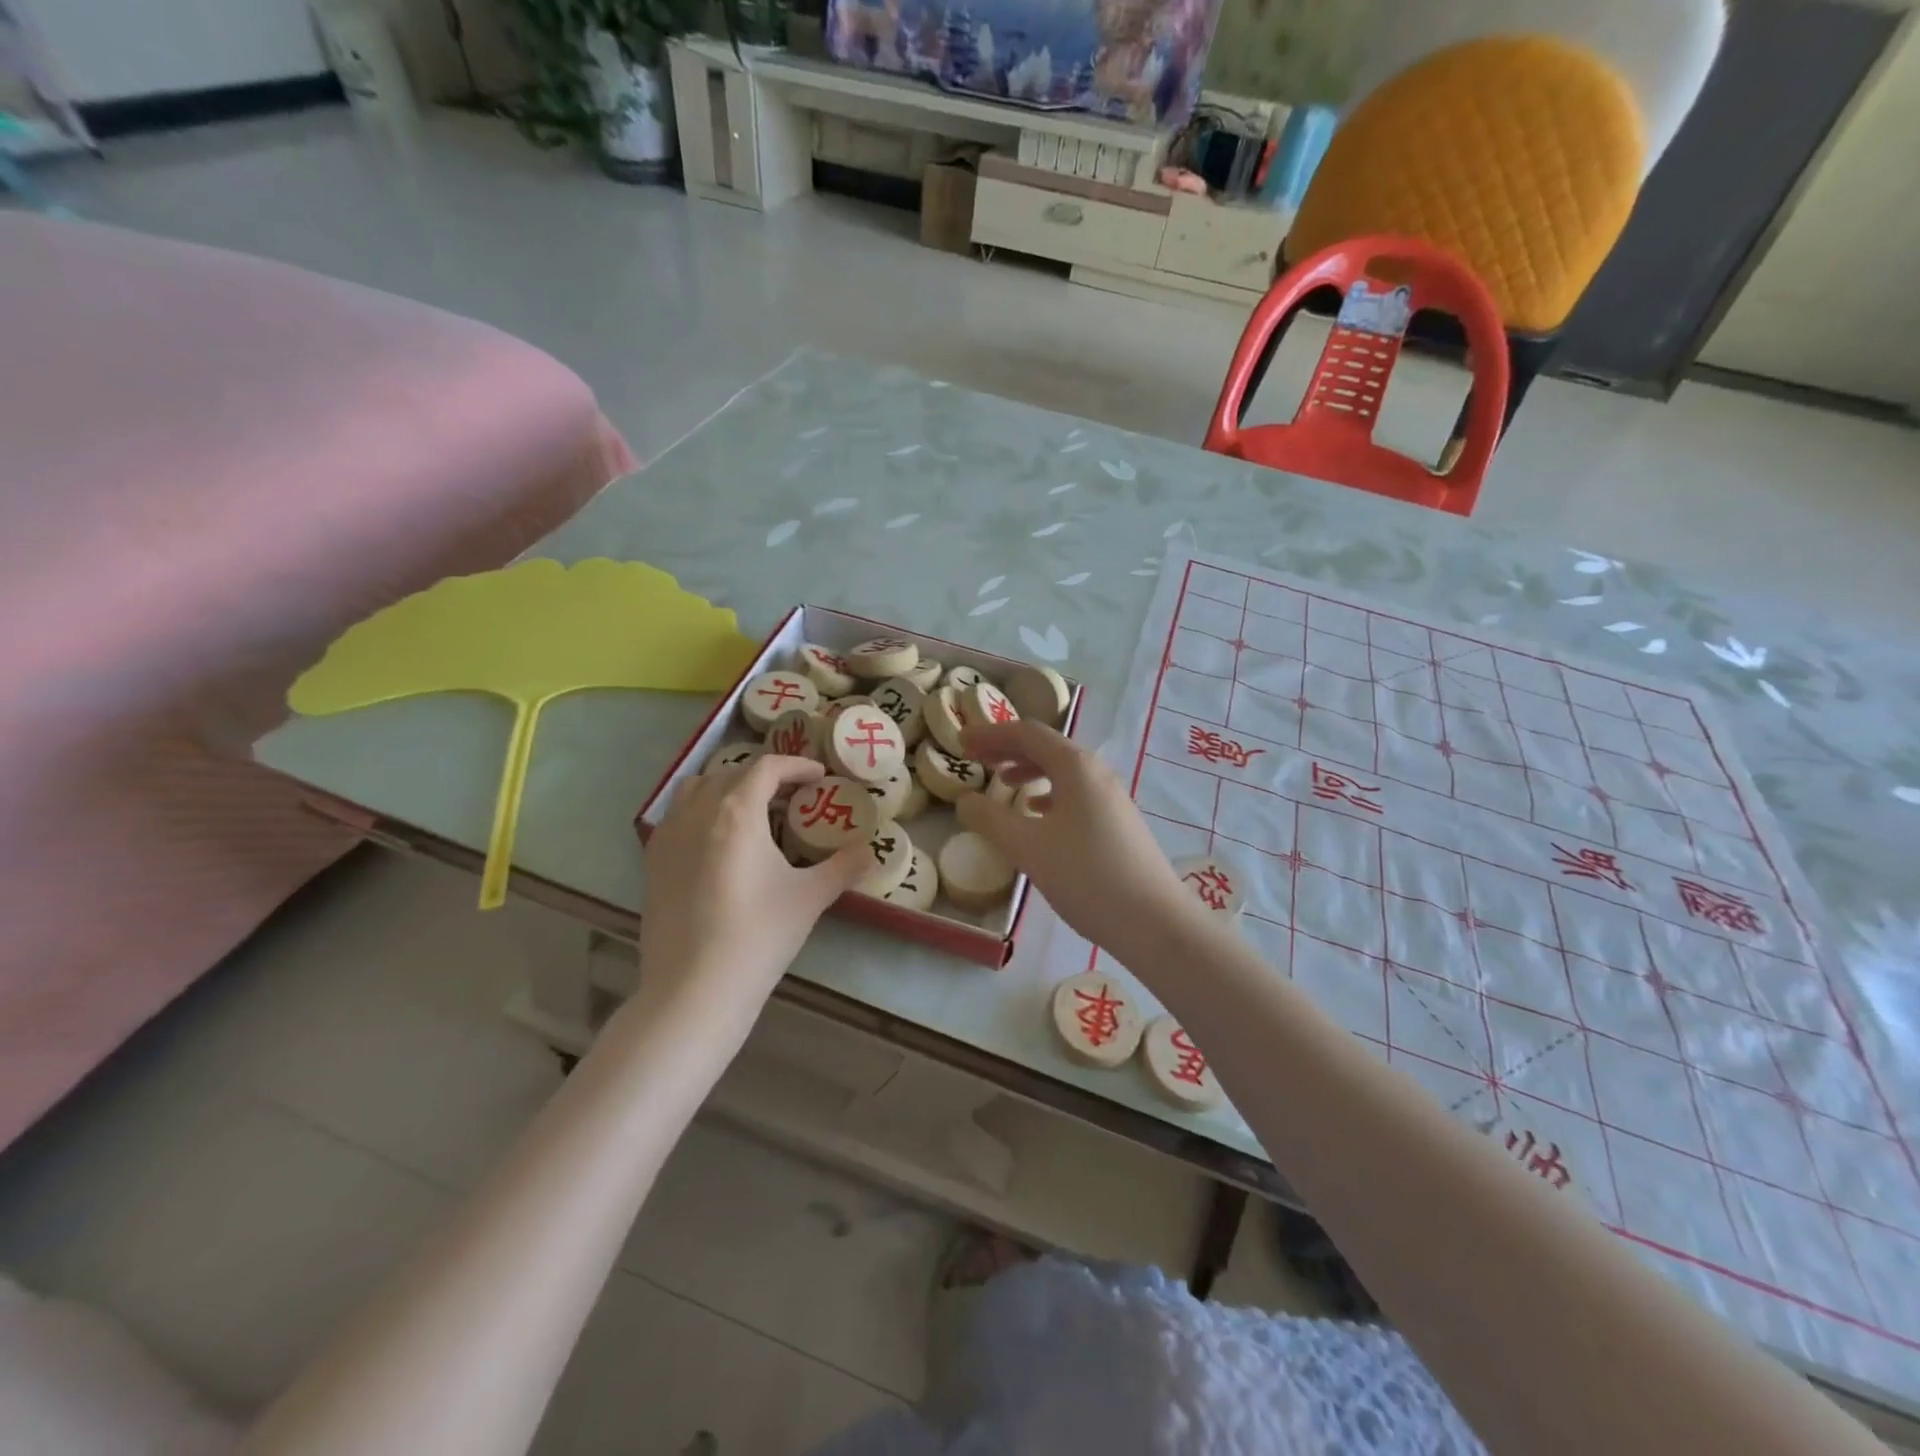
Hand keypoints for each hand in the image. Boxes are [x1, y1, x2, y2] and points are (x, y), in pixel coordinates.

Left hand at [639, 755, 867, 1026]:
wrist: (694, 989)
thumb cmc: (758, 936)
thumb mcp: (810, 898)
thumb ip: (844, 867)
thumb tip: (870, 851)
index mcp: (737, 812)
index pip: (767, 767)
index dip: (796, 766)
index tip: (819, 777)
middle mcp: (698, 812)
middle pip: (732, 773)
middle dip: (765, 776)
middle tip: (793, 796)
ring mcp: (668, 835)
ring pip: (697, 788)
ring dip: (727, 786)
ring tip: (752, 810)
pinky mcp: (653, 861)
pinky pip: (677, 814)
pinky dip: (701, 809)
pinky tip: (719, 841)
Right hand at [957, 719, 1194, 953]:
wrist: (1154, 921)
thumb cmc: (1086, 876)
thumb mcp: (1028, 847)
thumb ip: (991, 819)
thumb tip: (965, 800)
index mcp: (1075, 767)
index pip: (1027, 734)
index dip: (991, 734)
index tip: (961, 741)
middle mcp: (1096, 773)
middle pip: (1046, 747)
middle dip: (1008, 749)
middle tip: (975, 757)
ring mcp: (1111, 798)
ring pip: (1062, 771)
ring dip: (1028, 770)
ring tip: (1002, 782)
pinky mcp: (1118, 822)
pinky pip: (1076, 793)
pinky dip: (1049, 794)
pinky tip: (1037, 813)